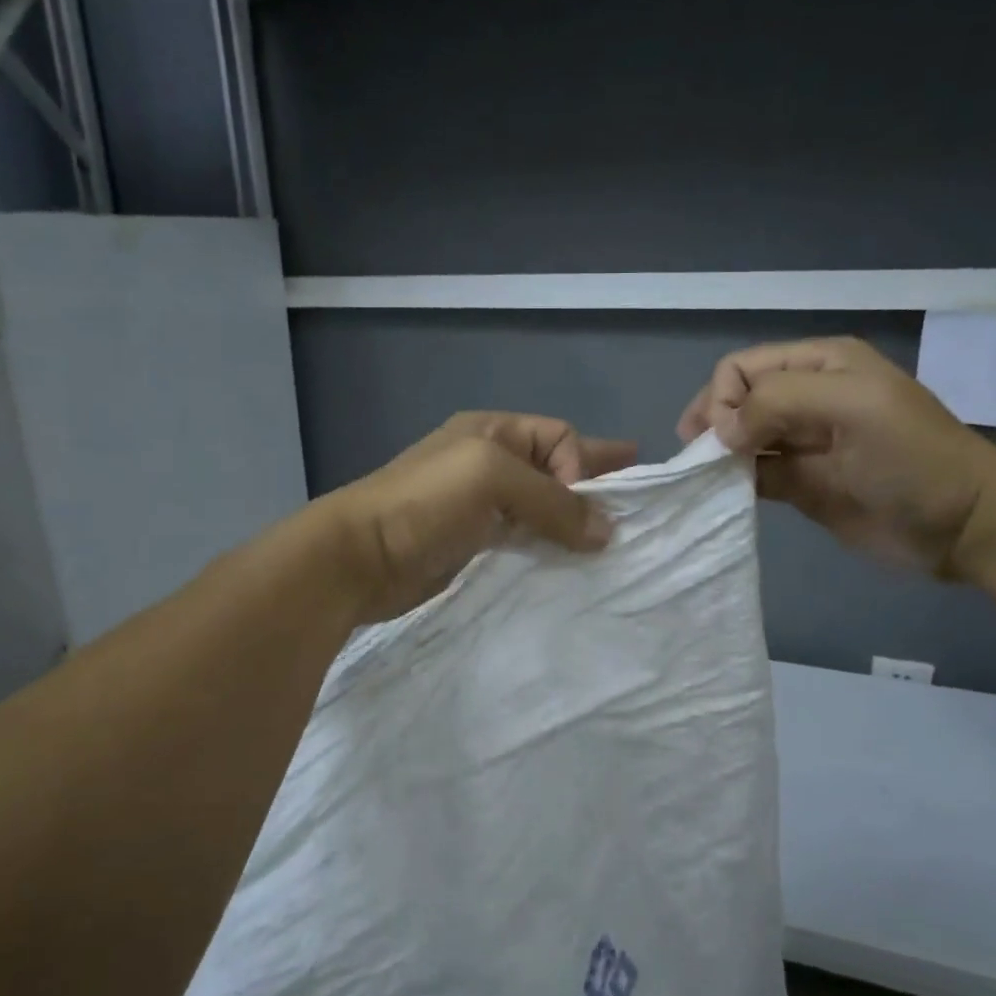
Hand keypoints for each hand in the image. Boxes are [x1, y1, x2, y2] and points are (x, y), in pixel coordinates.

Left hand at [319, 412, 638, 622]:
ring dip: (573, 521)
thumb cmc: (425, 502)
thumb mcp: (491, 479)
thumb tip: (606, 530)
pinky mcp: (474, 545)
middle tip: (637, 502)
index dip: (582, 462)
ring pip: (542, 507)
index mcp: (492, 432)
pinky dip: (549, 547)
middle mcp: (488, 463)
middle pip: (554, 468)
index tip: (589, 502)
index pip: (558, 436)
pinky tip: (570, 563)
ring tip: (611, 542)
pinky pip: (526, 540)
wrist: (359, 558)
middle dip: (592, 483)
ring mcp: (480, 506)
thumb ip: (553, 501)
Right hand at [677, 337, 995, 575]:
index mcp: (820, 363)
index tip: (725, 438)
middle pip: (735, 399)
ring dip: (717, 454)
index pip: (743, 366)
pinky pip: (753, 475)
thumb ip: (779, 401)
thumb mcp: (853, 406)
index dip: (723, 397)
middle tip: (702, 457)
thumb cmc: (912, 457)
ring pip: (739, 438)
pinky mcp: (801, 484)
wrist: (963, 525)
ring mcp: (802, 443)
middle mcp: (806, 397)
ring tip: (704, 477)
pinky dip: (732, 481)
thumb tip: (721, 431)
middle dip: (713, 422)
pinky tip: (721, 493)